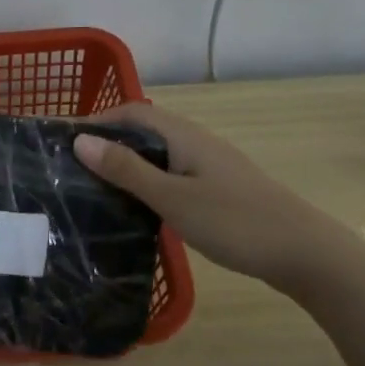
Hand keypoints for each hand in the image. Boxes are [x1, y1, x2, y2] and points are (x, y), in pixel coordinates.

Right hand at [74, 102, 364, 365]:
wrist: (303, 252)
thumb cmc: (234, 221)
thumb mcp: (172, 198)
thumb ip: (126, 170)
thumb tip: (80, 140)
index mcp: (183, 136)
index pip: (130, 113)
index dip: (95, 120)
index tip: (60, 143)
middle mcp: (194, 141)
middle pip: (142, 130)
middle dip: (106, 142)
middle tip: (70, 168)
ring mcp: (208, 165)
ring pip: (156, 153)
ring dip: (124, 162)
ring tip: (92, 186)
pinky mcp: (215, 187)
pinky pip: (169, 172)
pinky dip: (144, 180)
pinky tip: (134, 205)